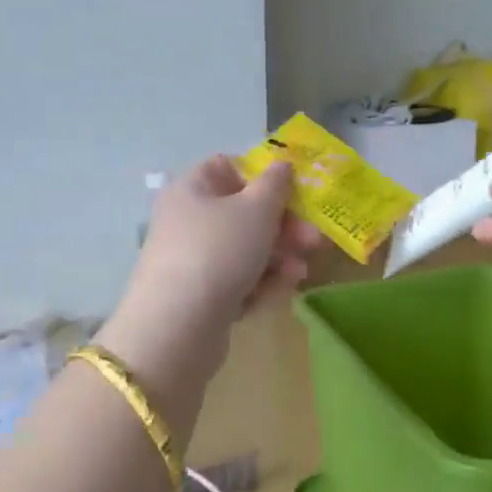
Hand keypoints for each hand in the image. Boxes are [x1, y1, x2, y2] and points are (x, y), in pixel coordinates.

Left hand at [102, 158, 319, 396]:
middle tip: (314, 240)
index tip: (294, 194)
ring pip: (244, 250)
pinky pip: (236, 281)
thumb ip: (275, 185)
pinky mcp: (199, 296)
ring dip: (277, 258)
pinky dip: (259, 283)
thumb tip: (282, 166)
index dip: (263, 177)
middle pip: (243, 213)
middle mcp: (187, 220)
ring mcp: (191, 260)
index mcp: (191, 189)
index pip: (228, 167)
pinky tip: (279, 292)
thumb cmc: (219, 252)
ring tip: (300, 273)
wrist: (178, 326)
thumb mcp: (256, 210)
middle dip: (283, 227)